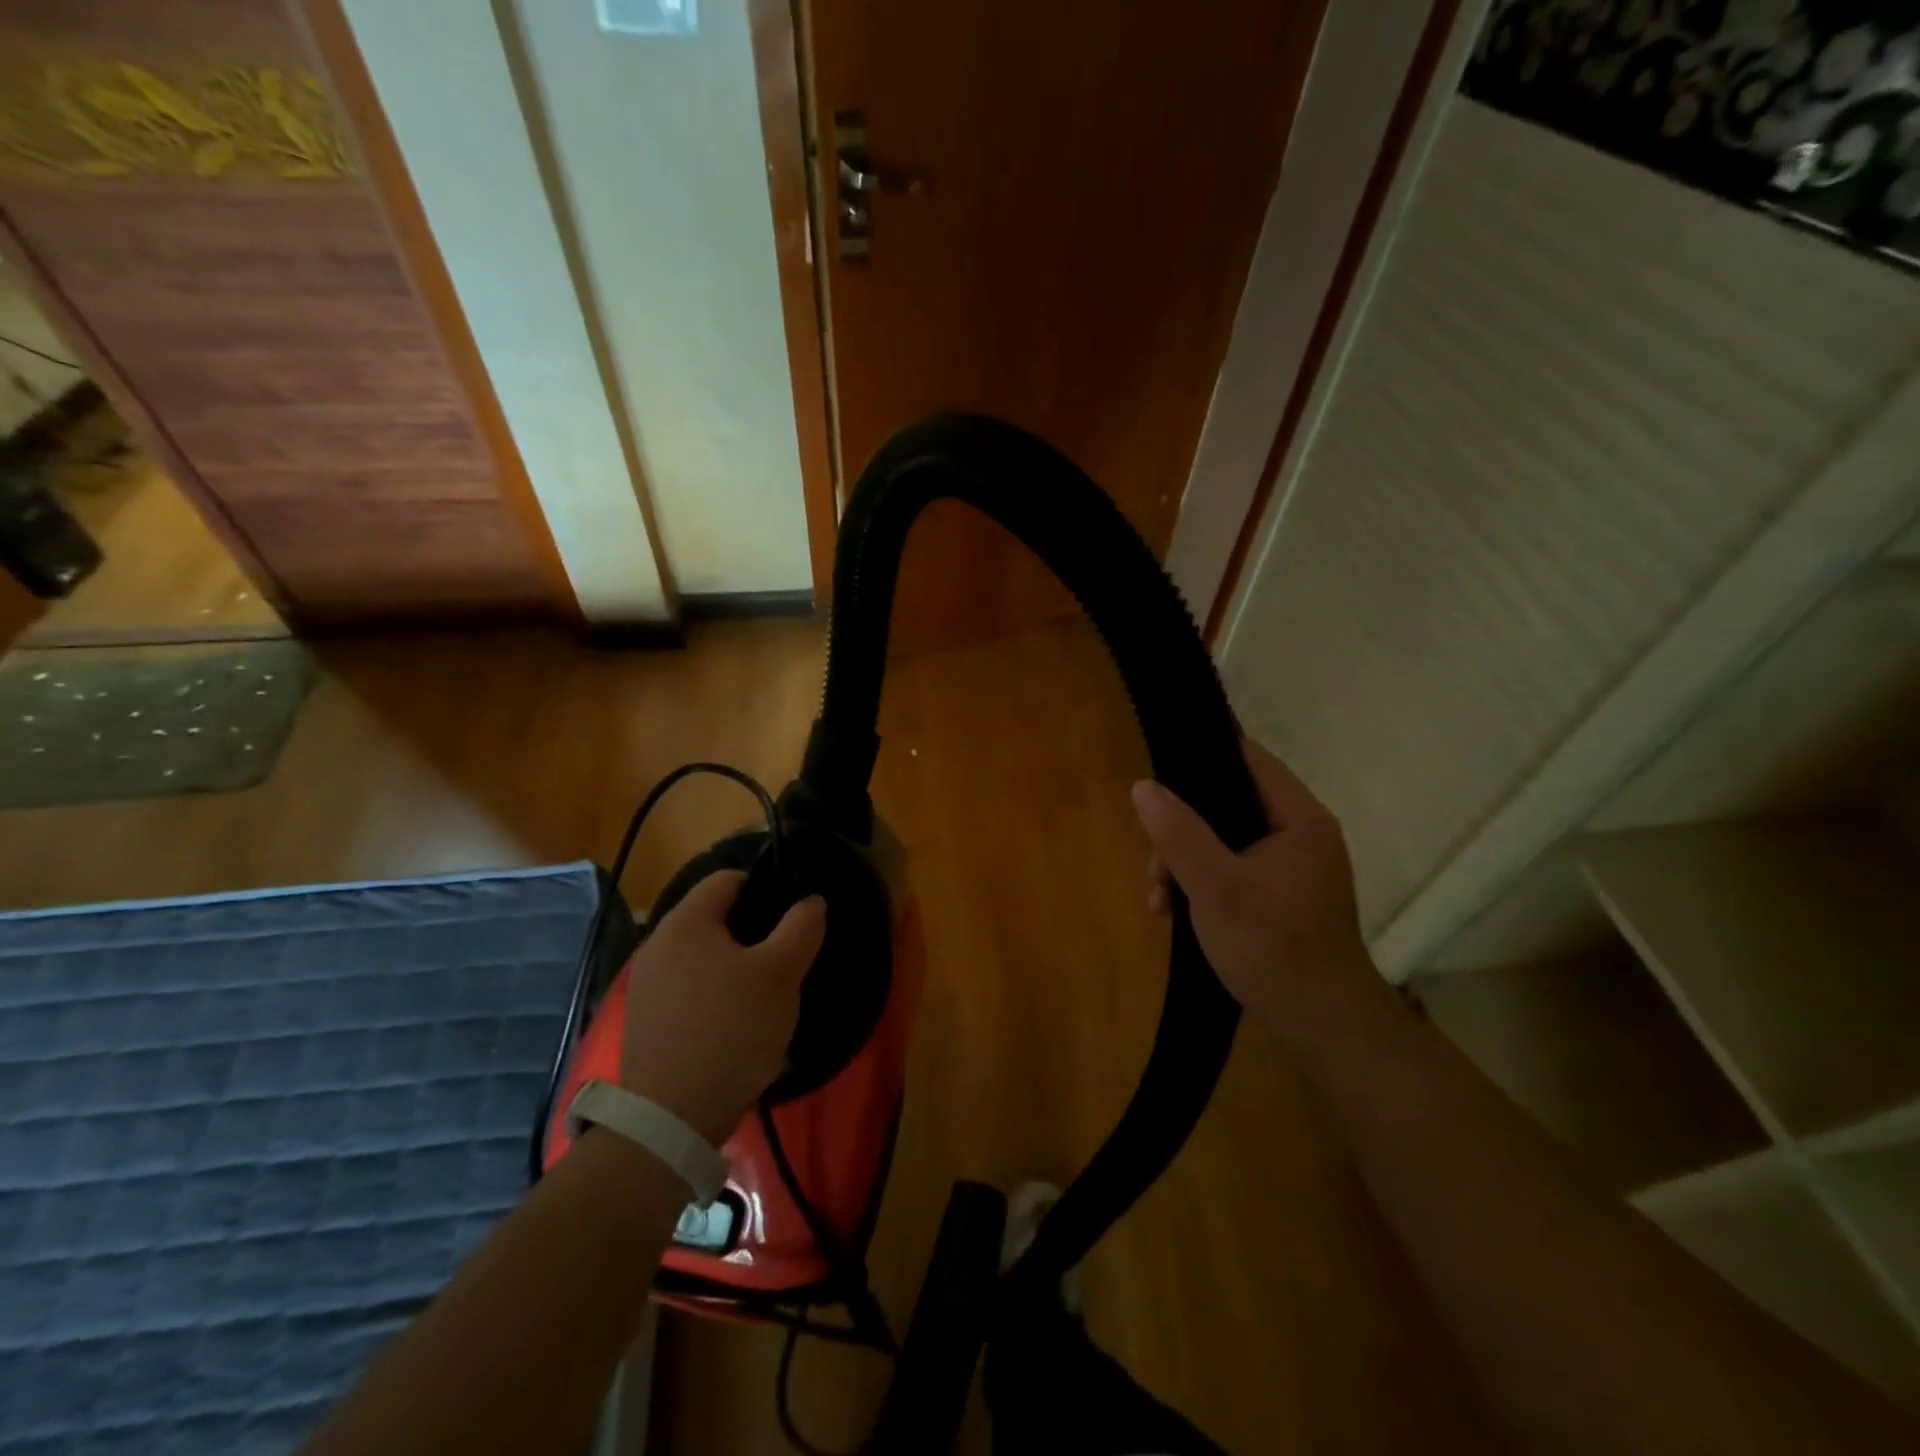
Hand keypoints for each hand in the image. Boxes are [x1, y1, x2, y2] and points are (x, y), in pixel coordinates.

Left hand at [618, 871, 826, 1144]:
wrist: (672, 1118)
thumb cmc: (732, 1029)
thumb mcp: (781, 974)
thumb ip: (801, 927)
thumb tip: (811, 901)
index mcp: (686, 921)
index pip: (728, 879)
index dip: (765, 886)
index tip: (793, 914)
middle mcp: (657, 944)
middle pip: (714, 918)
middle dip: (753, 930)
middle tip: (786, 955)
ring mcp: (646, 985)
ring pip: (702, 956)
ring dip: (735, 964)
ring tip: (766, 992)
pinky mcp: (645, 1021)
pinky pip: (689, 989)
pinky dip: (715, 993)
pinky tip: (737, 1023)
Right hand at [1131, 739, 1379, 1036]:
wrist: (1322, 1027)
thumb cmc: (1272, 948)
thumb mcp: (1214, 886)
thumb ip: (1178, 833)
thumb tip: (1143, 786)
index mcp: (1298, 819)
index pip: (1248, 759)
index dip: (1202, 758)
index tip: (1159, 774)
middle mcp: (1301, 835)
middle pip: (1228, 804)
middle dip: (1181, 831)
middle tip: (1154, 866)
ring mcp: (1292, 869)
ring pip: (1224, 842)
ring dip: (1184, 864)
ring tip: (1158, 900)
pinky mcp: (1281, 898)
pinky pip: (1232, 872)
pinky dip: (1201, 885)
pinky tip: (1172, 913)